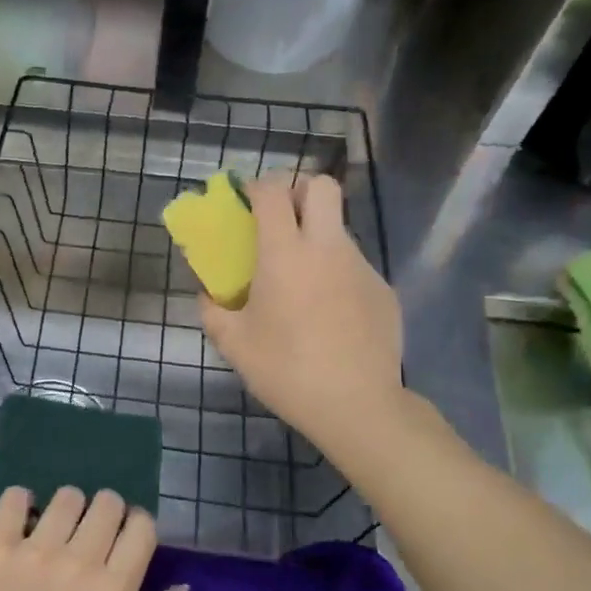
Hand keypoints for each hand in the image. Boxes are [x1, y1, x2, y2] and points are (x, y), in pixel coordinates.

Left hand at [0, 486, 177, 590]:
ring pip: (67, 497)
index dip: (137, 526)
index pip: (141, 527)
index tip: (126, 538)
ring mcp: (35, 549)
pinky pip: (15, 498)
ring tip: (55, 529)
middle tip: (91, 534)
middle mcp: (79, 560)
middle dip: (107, 513)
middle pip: (107, 503)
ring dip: (68, 509)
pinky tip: (21, 521)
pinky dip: (21, 503)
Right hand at [199, 174, 405, 460]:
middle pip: (321, 186)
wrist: (356, 405)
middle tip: (282, 221)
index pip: (273, 191)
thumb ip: (213, 312)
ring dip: (317, 238)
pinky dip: (336, 276)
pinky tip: (329, 316)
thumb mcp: (234, 345)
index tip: (246, 200)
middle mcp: (327, 248)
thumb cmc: (285, 370)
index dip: (257, 186)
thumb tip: (208, 297)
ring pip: (339, 229)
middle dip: (298, 190)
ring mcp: (361, 267)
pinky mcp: (383, 290)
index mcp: (285, 255)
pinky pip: (354, 267)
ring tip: (301, 284)